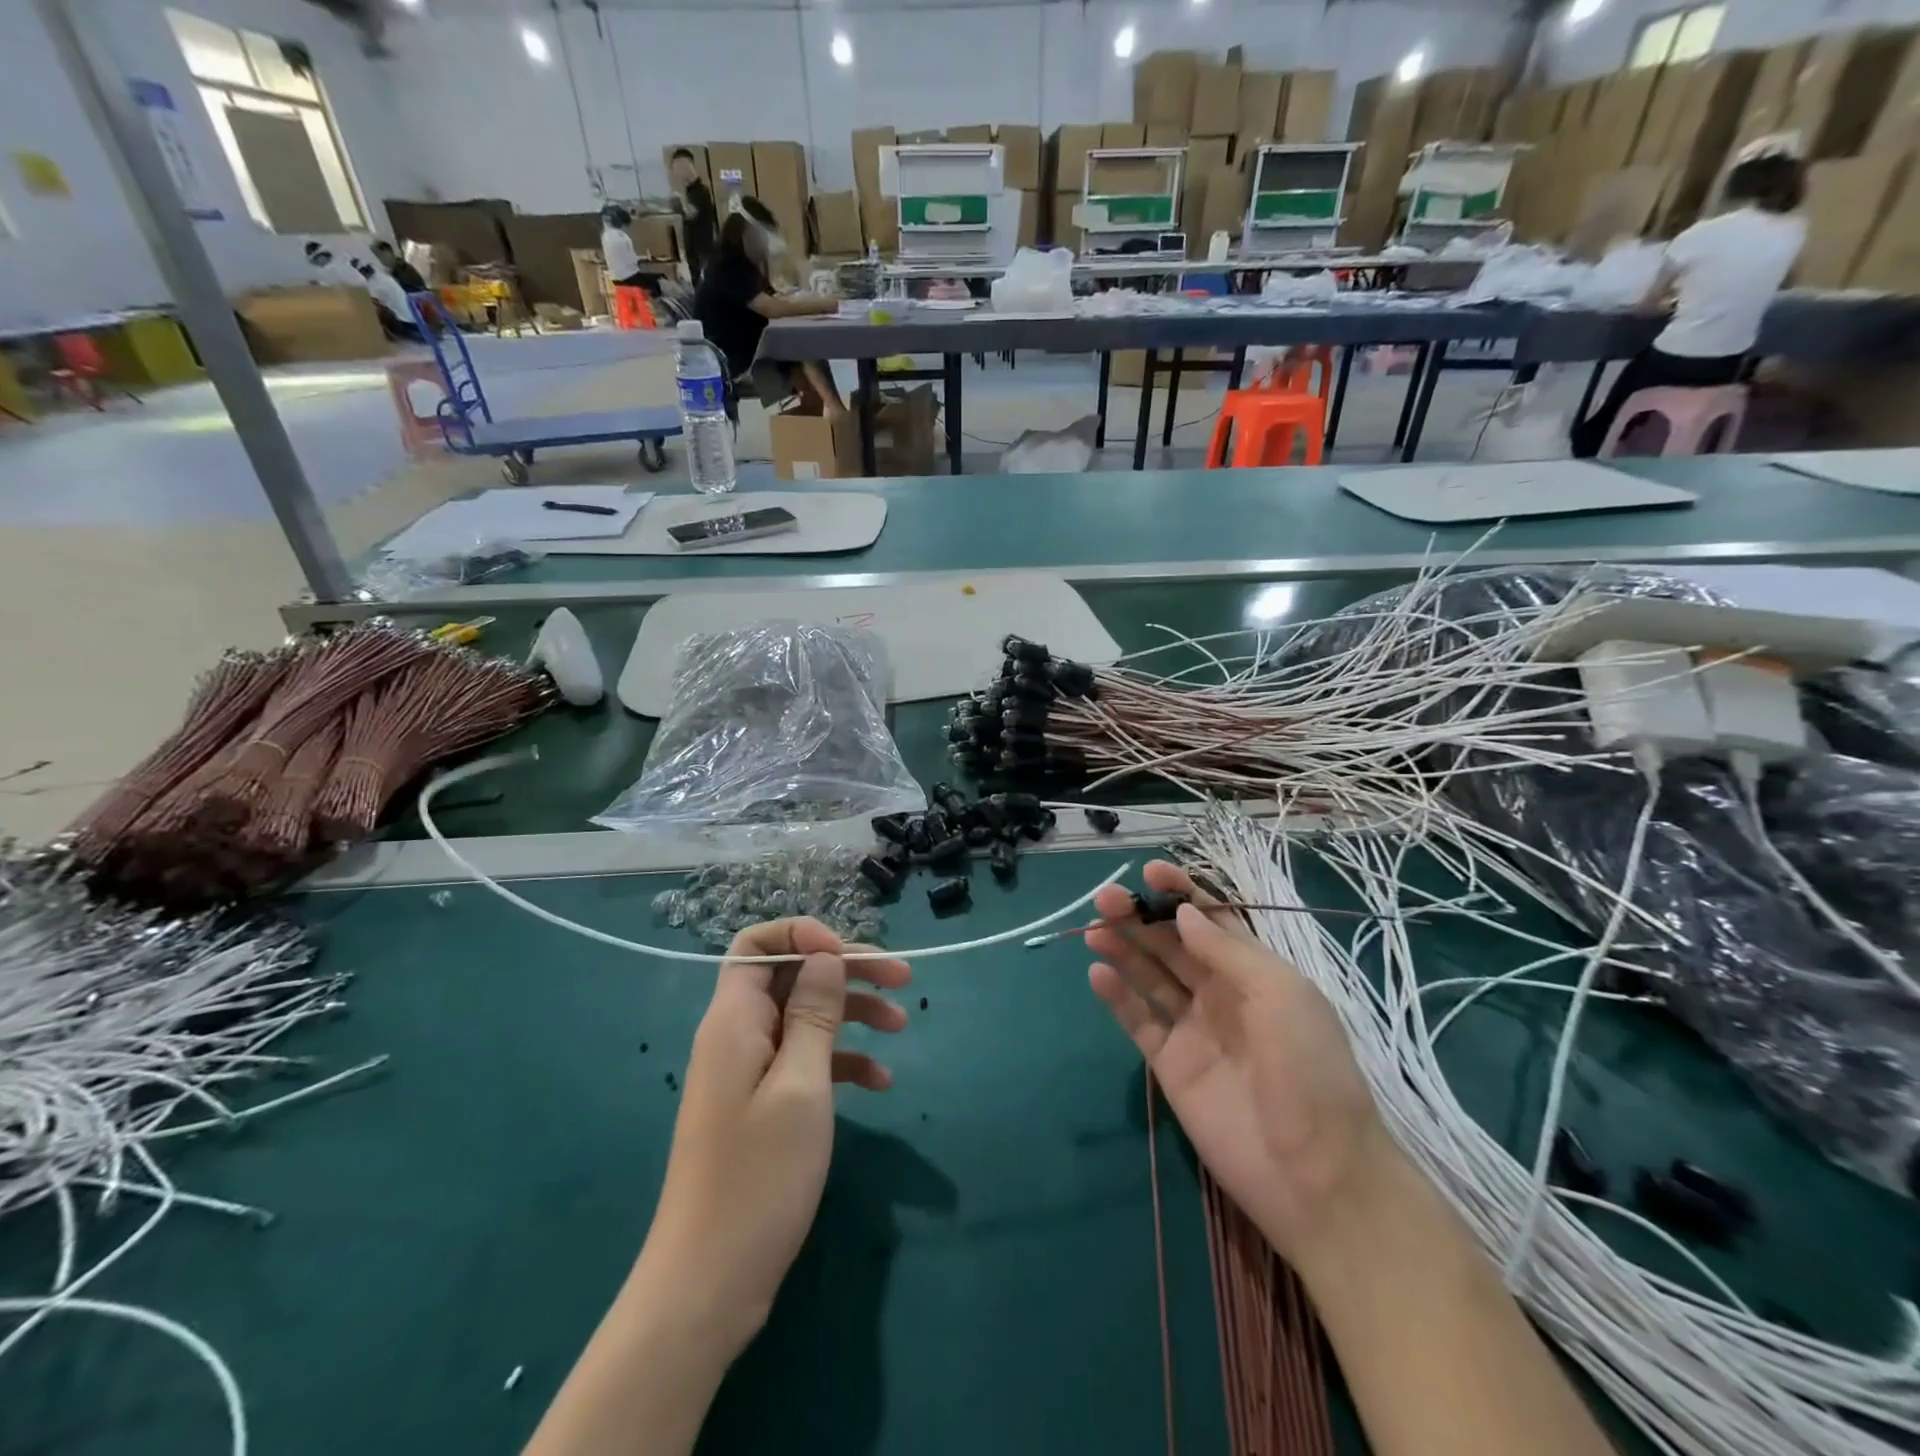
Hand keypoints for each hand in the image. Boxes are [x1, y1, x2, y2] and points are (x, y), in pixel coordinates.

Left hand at [639, 918, 909, 1353]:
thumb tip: (825, 955)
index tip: (847, 954)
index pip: (757, 945)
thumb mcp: (800, 1086)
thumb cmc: (757, 1177)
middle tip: (903, 977)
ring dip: (852, 1013)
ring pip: (804, 1018)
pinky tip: (879, 1081)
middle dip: (846, 970)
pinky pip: (805, 1062)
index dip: (802, 936)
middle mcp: (738, 1035)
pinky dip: (842, 1062)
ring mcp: (749, 1073)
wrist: (708, 1284)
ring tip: (902, 1025)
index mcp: (734, 1019)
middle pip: (792, 977)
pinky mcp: (762, 1106)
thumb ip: (814, 1014)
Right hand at [1086, 861, 1393, 1264]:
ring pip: (1150, 977)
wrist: (1316, 1176)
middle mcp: (1221, 994)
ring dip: (1123, 949)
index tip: (1147, 873)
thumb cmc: (1310, 1071)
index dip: (1180, 894)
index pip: (1211, 920)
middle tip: (1105, 899)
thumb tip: (1184, 913)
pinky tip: (1097, 974)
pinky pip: (1138, 1021)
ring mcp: (1194, 1029)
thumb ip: (1226, 951)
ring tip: (1095, 929)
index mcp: (1255, 972)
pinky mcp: (1170, 1065)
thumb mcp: (1280, 995)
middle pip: (1172, 944)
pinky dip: (1117, 996)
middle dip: (1141, 917)